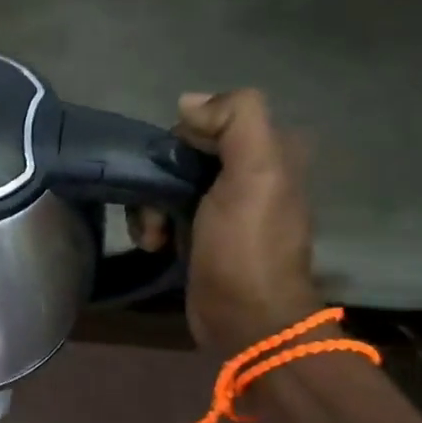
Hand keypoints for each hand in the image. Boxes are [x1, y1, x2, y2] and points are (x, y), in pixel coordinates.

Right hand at [172, 90, 323, 353]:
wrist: (245, 319)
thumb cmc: (247, 246)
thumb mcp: (255, 173)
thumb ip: (236, 120)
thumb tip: (188, 102)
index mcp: (272, 152)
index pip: (211, 120)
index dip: (184, 139)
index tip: (175, 169)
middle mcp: (250, 173)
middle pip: (184, 153)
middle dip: (159, 177)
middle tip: (157, 206)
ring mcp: (223, 206)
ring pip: (168, 183)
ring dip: (149, 205)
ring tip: (152, 235)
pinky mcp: (201, 234)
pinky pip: (165, 211)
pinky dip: (152, 224)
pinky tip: (153, 245)